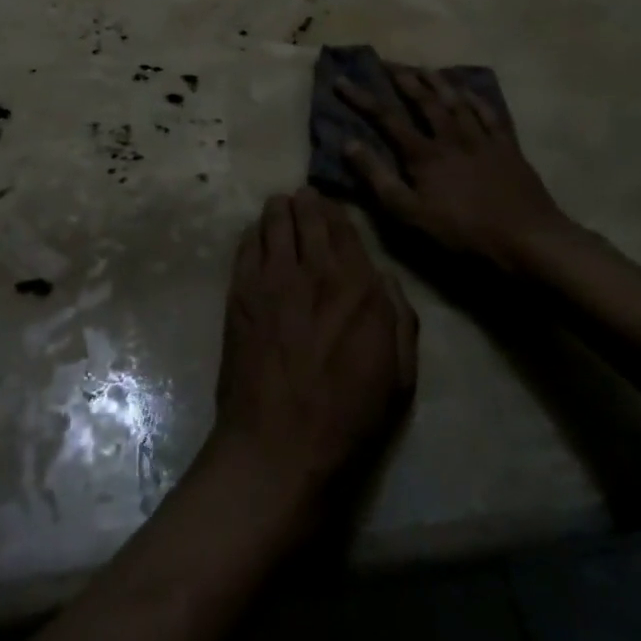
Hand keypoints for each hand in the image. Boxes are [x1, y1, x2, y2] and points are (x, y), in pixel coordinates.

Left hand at [212, 189, 418, 523]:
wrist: (279, 444)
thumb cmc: (348, 416)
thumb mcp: (399, 375)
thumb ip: (400, 318)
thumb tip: (385, 278)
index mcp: (358, 287)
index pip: (345, 228)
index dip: (337, 211)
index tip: (332, 206)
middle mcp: (315, 271)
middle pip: (308, 215)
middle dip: (307, 202)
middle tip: (304, 197)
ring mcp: (272, 279)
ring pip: (274, 222)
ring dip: (279, 209)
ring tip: (280, 205)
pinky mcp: (240, 293)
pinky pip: (246, 247)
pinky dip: (253, 233)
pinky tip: (256, 233)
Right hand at [338, 65, 577, 269]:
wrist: (526, 237)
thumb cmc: (462, 230)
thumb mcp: (409, 212)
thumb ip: (378, 178)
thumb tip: (348, 144)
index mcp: (424, 153)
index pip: (386, 118)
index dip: (362, 98)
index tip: (342, 81)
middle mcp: (451, 136)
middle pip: (424, 100)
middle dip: (403, 79)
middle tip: (388, 62)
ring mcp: (482, 139)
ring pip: (456, 101)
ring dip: (438, 82)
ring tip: (424, 68)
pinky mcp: (507, 147)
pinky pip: (490, 114)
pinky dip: (477, 99)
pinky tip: (469, 91)